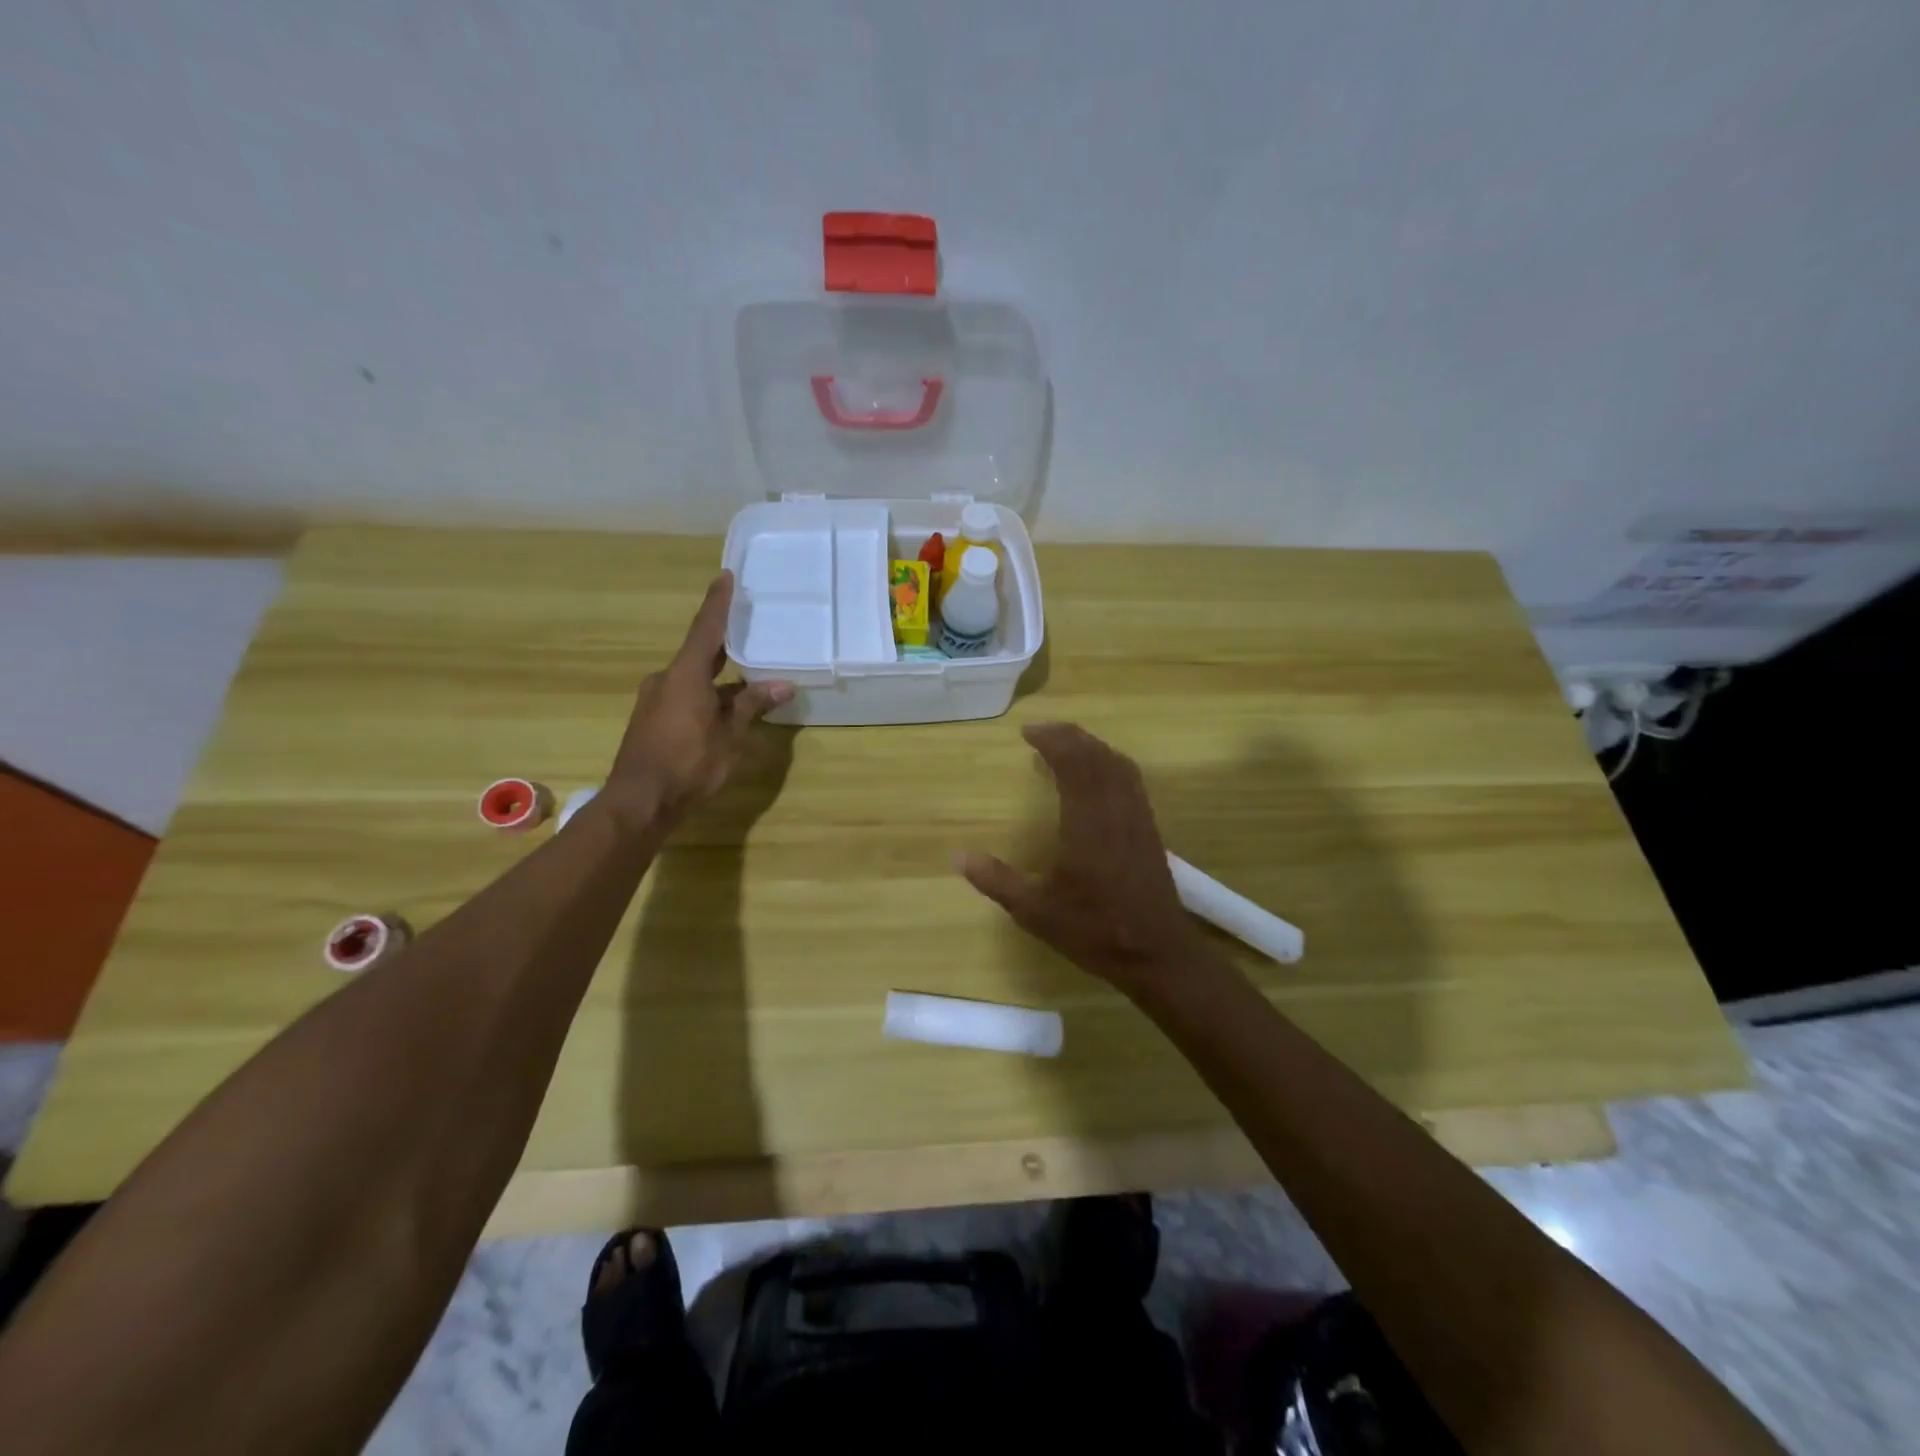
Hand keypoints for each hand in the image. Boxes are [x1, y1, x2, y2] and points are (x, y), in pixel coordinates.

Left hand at [605, 572, 793, 828]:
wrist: (639, 802)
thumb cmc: (689, 764)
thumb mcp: (730, 735)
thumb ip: (753, 706)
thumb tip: (784, 685)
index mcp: (685, 675)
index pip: (706, 629)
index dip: (718, 603)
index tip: (726, 576)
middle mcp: (666, 679)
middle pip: (699, 653)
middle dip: (724, 644)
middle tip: (748, 630)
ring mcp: (655, 700)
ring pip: (693, 679)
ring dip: (719, 679)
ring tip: (748, 681)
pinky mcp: (652, 720)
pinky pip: (685, 696)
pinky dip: (707, 696)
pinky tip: (725, 710)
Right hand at [957, 722, 1205, 991]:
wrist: (1156, 953)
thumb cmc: (1094, 930)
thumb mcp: (1035, 911)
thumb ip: (996, 880)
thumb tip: (957, 856)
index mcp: (1087, 822)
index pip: (1073, 763)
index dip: (1052, 740)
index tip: (1027, 732)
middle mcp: (1115, 810)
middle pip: (1096, 755)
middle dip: (1069, 736)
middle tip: (1042, 731)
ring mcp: (1137, 818)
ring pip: (1118, 765)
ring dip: (1092, 746)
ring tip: (1067, 744)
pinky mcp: (1149, 830)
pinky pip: (1131, 780)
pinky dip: (1111, 764)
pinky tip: (1098, 776)